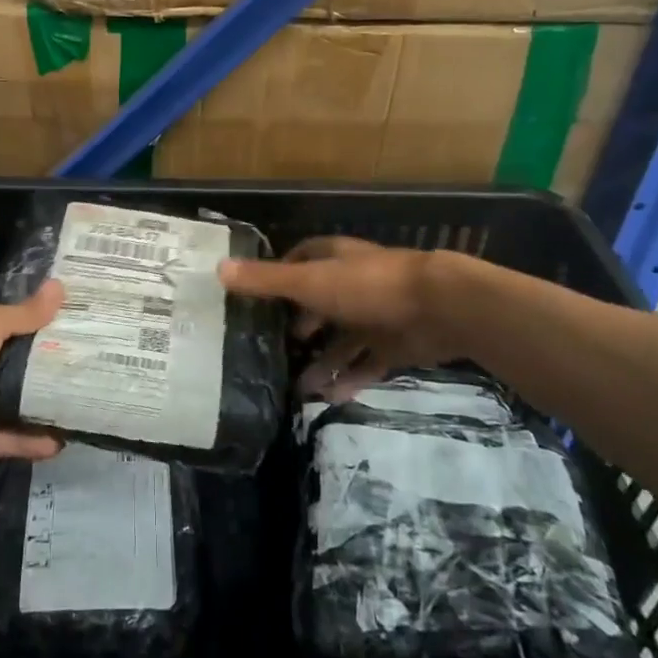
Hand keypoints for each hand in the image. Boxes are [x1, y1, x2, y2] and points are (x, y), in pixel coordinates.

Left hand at [0, 283, 66, 470]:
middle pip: (9, 367)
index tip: (73, 328)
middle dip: (42, 370)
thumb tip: (60, 286)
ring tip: (76, 410)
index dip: (37, 326)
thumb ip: (23, 314)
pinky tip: (56, 446)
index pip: (7, 326)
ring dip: (36, 409)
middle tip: (84, 372)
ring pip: (5, 406)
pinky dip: (24, 443)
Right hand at [219, 237, 453, 399]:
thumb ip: (267, 280)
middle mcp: (353, 284)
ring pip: (342, 340)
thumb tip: (218, 270)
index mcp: (334, 260)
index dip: (280, 275)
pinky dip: (350, 379)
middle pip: (320, 303)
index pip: (301, 260)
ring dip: (322, 362)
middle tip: (274, 350)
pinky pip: (367, 364)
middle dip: (299, 326)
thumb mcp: (311, 282)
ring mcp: (376, 315)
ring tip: (297, 389)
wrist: (439, 308)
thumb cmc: (368, 286)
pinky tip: (331, 398)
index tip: (257, 299)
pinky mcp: (395, 344)